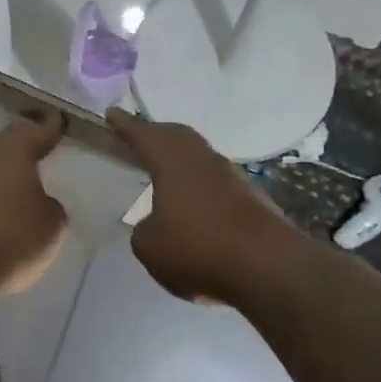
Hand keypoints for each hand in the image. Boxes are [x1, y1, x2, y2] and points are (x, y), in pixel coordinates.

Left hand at [0, 111, 68, 297]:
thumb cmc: (11, 238)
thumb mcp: (51, 223)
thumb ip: (50, 205)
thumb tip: (37, 201)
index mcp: (11, 148)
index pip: (38, 129)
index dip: (52, 127)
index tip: (60, 122)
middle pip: (7, 145)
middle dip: (24, 150)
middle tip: (43, 153)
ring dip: (3, 174)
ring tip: (23, 186)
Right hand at [106, 108, 304, 303]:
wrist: (269, 267)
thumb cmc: (198, 248)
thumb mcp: (149, 247)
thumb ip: (144, 230)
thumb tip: (155, 224)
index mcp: (172, 162)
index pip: (143, 135)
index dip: (125, 125)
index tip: (111, 113)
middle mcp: (202, 160)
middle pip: (177, 136)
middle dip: (156, 133)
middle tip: (139, 136)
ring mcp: (231, 177)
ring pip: (200, 156)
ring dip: (181, 158)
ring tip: (165, 167)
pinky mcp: (252, 199)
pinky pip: (216, 180)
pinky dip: (200, 183)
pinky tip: (194, 200)